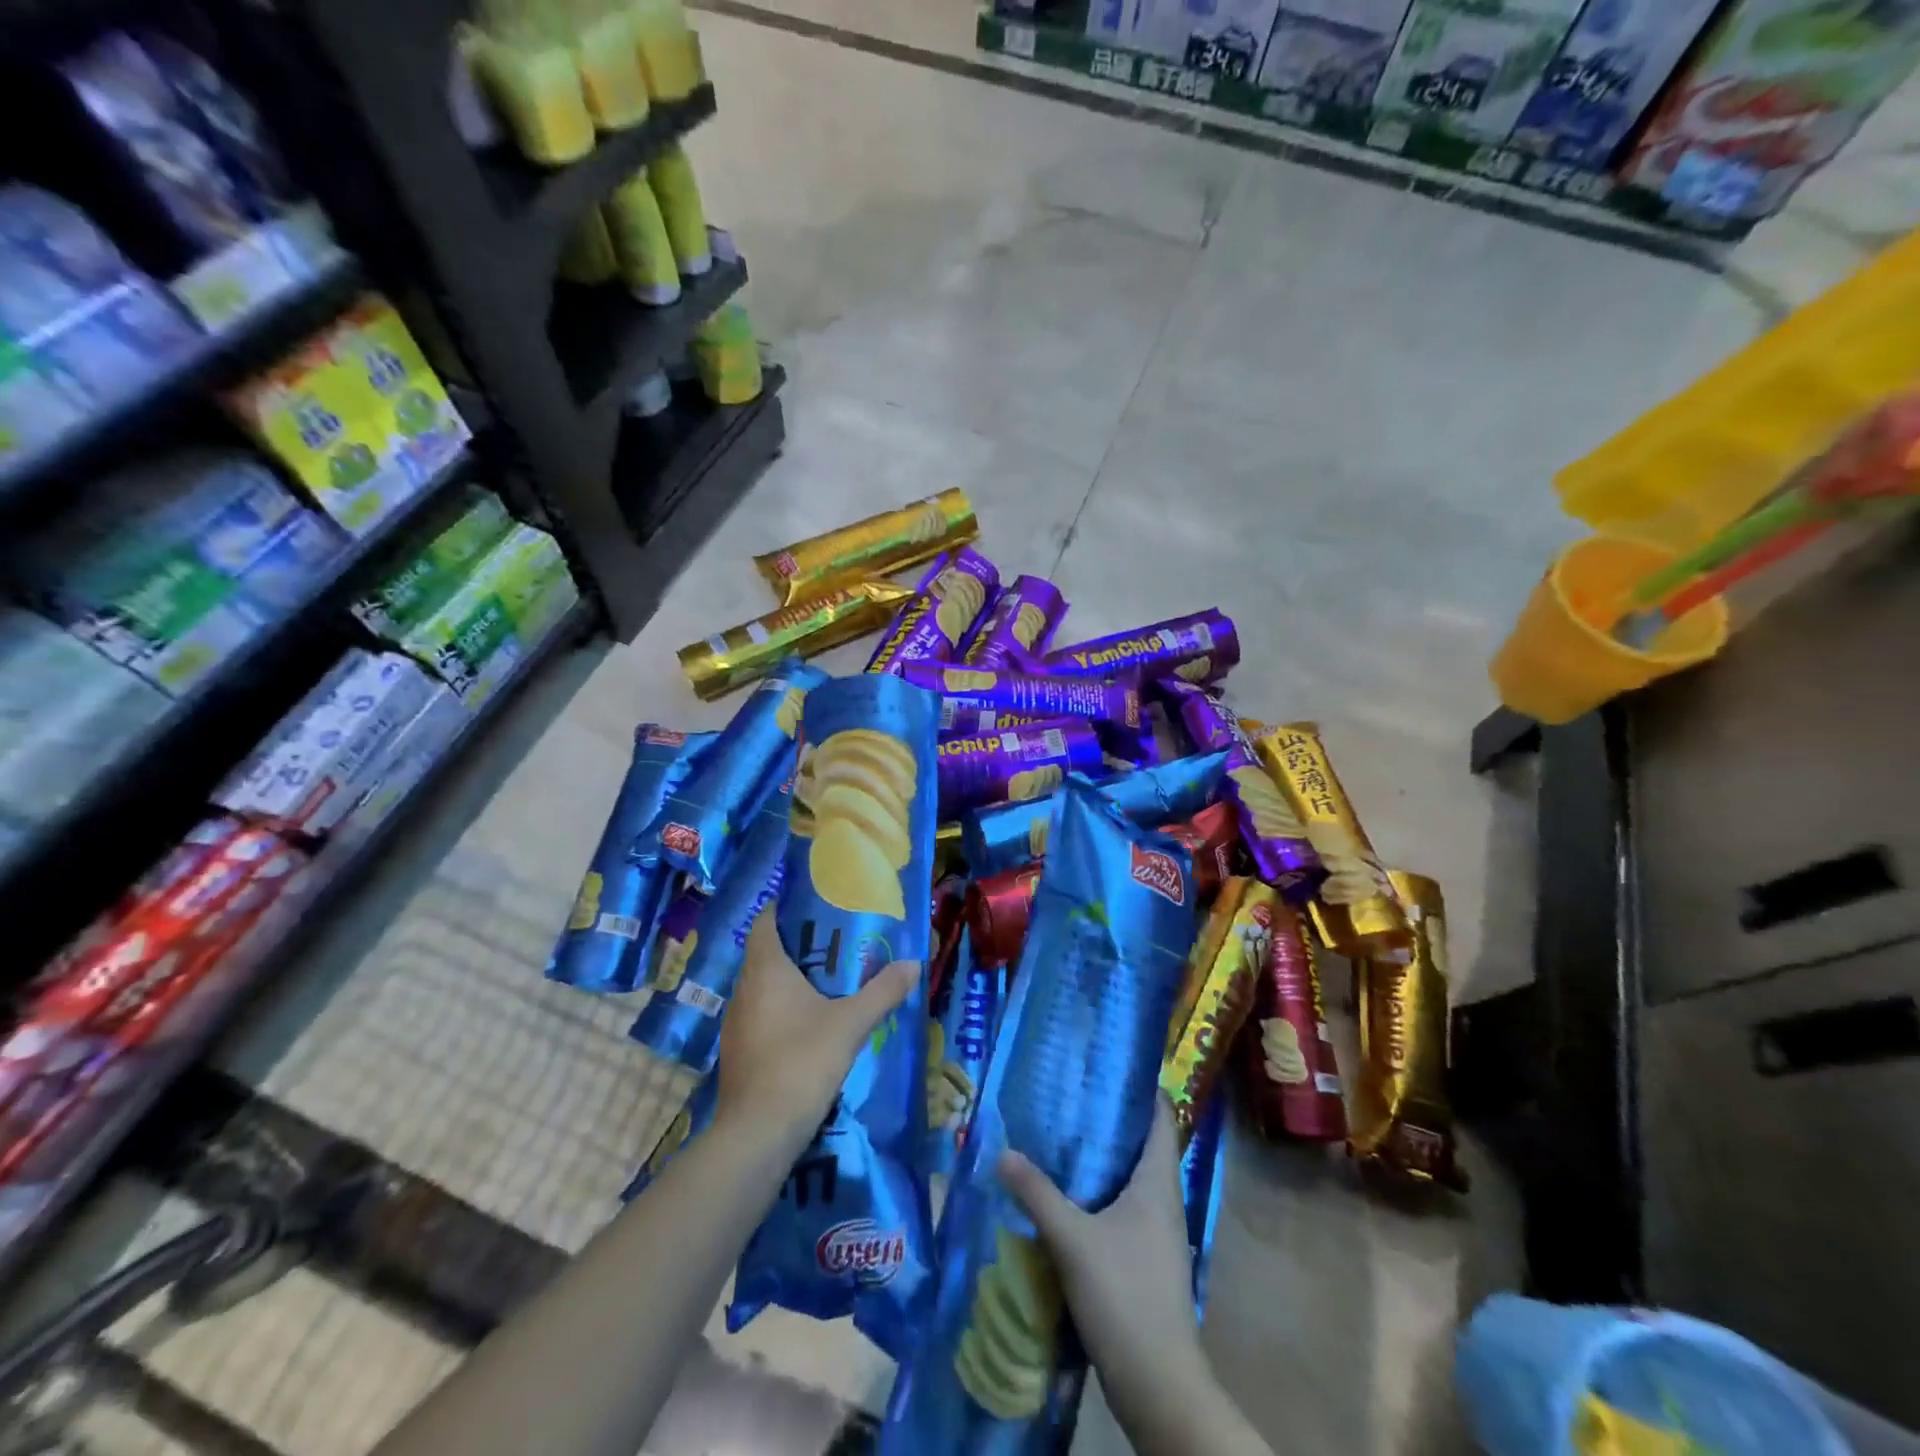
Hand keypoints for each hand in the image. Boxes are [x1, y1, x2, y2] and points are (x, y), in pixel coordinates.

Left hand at [716, 909, 917, 1146]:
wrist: (758, 1133)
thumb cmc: (802, 1062)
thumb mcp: (851, 1024)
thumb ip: (883, 991)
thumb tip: (914, 963)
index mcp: (765, 970)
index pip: (765, 922)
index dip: (785, 910)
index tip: (816, 908)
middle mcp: (744, 989)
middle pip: (766, 954)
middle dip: (799, 947)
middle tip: (837, 945)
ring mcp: (737, 1023)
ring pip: (763, 987)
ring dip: (790, 981)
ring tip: (829, 983)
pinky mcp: (738, 1052)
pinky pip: (761, 1015)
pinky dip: (783, 1010)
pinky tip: (810, 1025)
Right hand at [997, 1099, 1206, 1395]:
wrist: (1157, 1383)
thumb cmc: (1124, 1295)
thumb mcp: (1072, 1239)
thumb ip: (1037, 1193)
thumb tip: (1003, 1151)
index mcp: (1158, 1182)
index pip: (1162, 1118)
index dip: (1142, 1088)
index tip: (1109, 1065)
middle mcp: (1163, 1200)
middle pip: (1143, 1145)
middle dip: (1110, 1120)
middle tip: (1070, 1096)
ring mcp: (1157, 1233)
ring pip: (1132, 1179)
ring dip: (1103, 1159)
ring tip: (1062, 1138)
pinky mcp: (1145, 1260)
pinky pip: (1124, 1209)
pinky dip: (1100, 1194)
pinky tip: (1068, 1196)